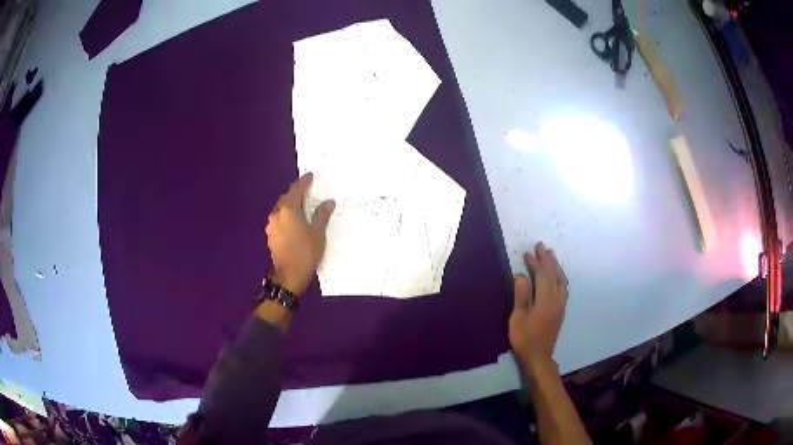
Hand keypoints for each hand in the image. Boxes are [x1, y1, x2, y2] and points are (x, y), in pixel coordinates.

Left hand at [265, 173, 334, 294]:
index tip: (310, 176)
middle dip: (296, 194)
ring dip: (290, 206)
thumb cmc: (305, 253)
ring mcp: (271, 226)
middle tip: (307, 192)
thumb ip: (321, 215)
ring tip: (302, 207)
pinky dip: (286, 217)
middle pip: (286, 198)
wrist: (289, 276)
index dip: (304, 182)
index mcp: (288, 210)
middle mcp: (277, 214)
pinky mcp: (270, 236)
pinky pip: (279, 219)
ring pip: (281, 209)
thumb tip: (328, 202)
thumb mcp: (318, 233)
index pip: (296, 190)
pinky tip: (294, 222)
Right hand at [509, 242, 568, 369]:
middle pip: (554, 275)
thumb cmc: (524, 339)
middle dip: (547, 260)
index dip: (535, 263)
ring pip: (561, 280)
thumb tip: (520, 275)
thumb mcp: (517, 318)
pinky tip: (556, 274)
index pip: (542, 276)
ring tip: (550, 255)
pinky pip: (563, 286)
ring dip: (556, 266)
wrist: (538, 356)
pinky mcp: (561, 309)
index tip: (528, 253)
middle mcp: (556, 299)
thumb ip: (521, 296)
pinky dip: (560, 276)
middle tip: (541, 246)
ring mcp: (561, 304)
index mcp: (545, 301)